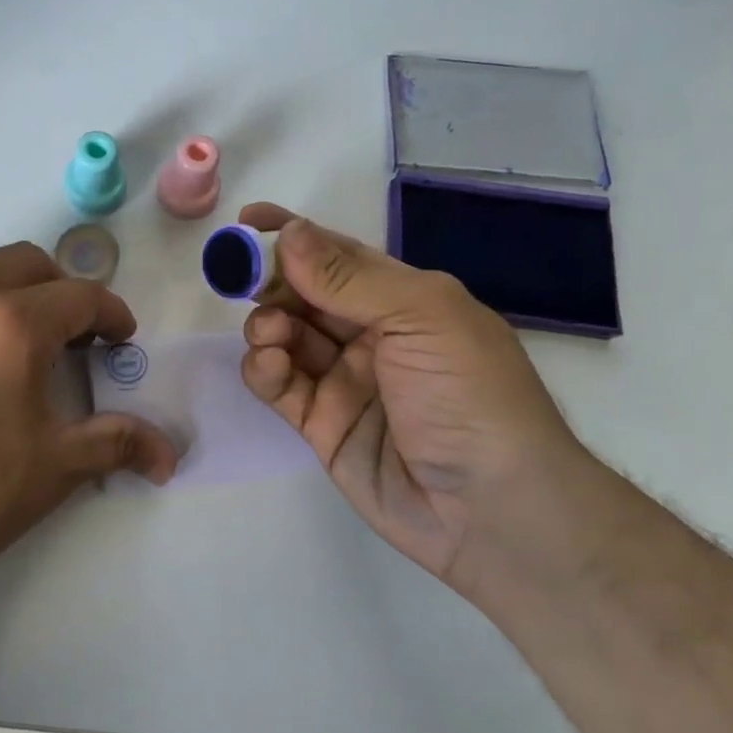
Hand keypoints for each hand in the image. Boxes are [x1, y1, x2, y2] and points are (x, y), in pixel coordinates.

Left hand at [0, 242, 176, 617]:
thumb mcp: (51, 470)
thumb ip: (115, 443)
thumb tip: (167, 452)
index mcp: (10, 323)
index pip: (80, 296)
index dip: (111, 316)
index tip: (120, 341)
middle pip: (26, 264)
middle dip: (60, 292)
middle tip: (71, 338)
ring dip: (6, 298)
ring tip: (12, 351)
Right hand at [236, 203, 590, 589]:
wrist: (492, 509)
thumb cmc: (470, 395)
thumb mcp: (420, 318)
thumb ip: (348, 277)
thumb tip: (289, 233)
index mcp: (404, 299)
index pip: (338, 254)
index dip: (292, 235)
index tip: (246, 223)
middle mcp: (371, 334)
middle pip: (304, 294)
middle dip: (271, 282)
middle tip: (241, 280)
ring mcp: (344, 380)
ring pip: (286, 337)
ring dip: (267, 325)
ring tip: (269, 334)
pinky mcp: (321, 424)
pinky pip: (280, 385)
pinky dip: (265, 370)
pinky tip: (269, 366)